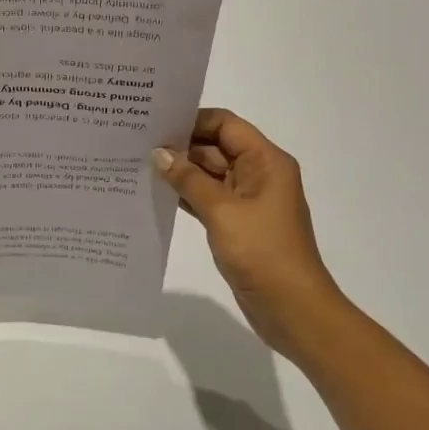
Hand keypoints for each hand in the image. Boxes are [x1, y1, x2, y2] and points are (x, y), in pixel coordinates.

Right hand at [154, 109, 348, 362]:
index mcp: (266, 161)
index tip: (155, 122)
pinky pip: (208, 198)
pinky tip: (156, 193)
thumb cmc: (263, 252)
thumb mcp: (222, 211)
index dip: (192, 120)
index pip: (225, 125)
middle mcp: (259, 173)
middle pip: (216, 147)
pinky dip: (186, 195)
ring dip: (180, 171)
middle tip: (136, 143)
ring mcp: (248, 200)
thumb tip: (158, 153)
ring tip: (138, 164)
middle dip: (180, 145)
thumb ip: (188, 179)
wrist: (292, 309)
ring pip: (209, 174)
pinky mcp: (237, 223)